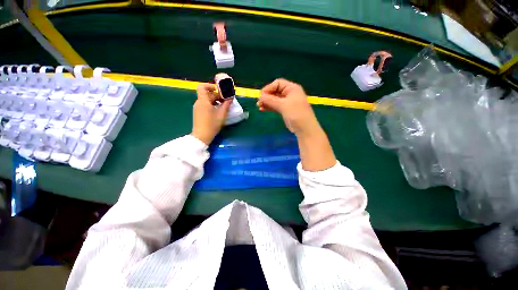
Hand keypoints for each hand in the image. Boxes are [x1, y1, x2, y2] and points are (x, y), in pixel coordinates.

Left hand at [191, 84, 231, 144]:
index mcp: (203, 101)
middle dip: (217, 95)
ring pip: (206, 100)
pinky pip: (205, 105)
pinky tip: (218, 111)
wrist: (202, 136)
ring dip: (215, 101)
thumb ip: (226, 105)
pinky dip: (212, 105)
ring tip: (223, 106)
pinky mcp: (198, 113)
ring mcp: (197, 108)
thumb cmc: (212, 124)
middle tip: (226, 100)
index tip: (218, 90)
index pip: (202, 87)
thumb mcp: (221, 114)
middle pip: (207, 94)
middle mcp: (199, 102)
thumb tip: (230, 98)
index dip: (210, 86)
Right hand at [258, 79, 335, 170]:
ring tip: (259, 106)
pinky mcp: (285, 110)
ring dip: (266, 102)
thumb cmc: (296, 114)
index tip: (261, 95)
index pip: (278, 83)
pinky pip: (275, 106)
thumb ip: (270, 100)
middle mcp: (290, 93)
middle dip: (266, 96)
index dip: (269, 88)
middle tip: (258, 102)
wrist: (304, 128)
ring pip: (274, 99)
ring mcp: (287, 102)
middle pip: (275, 91)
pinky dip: (269, 107)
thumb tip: (259, 96)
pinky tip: (262, 109)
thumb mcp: (283, 105)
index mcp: (292, 88)